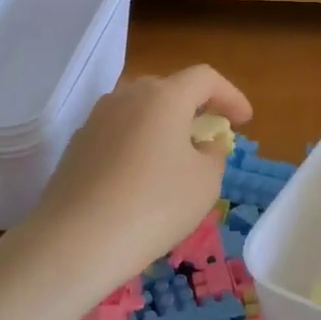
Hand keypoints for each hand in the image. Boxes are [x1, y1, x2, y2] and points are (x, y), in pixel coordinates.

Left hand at [25, 65, 252, 299]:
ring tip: (176, 156)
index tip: (244, 121)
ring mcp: (97, 118)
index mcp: (164, 96)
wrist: (76, 241)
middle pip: (169, 88)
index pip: (205, 78)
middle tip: (210, 135)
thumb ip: (213, 154)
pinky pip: (118, 132)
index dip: (230, 95)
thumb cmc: (154, 206)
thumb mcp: (205, 183)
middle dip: (195, 107)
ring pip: (140, 109)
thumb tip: (204, 144)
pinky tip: (141, 176)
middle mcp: (127, 96)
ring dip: (163, 124)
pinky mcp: (78, 144)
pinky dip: (138, 143)